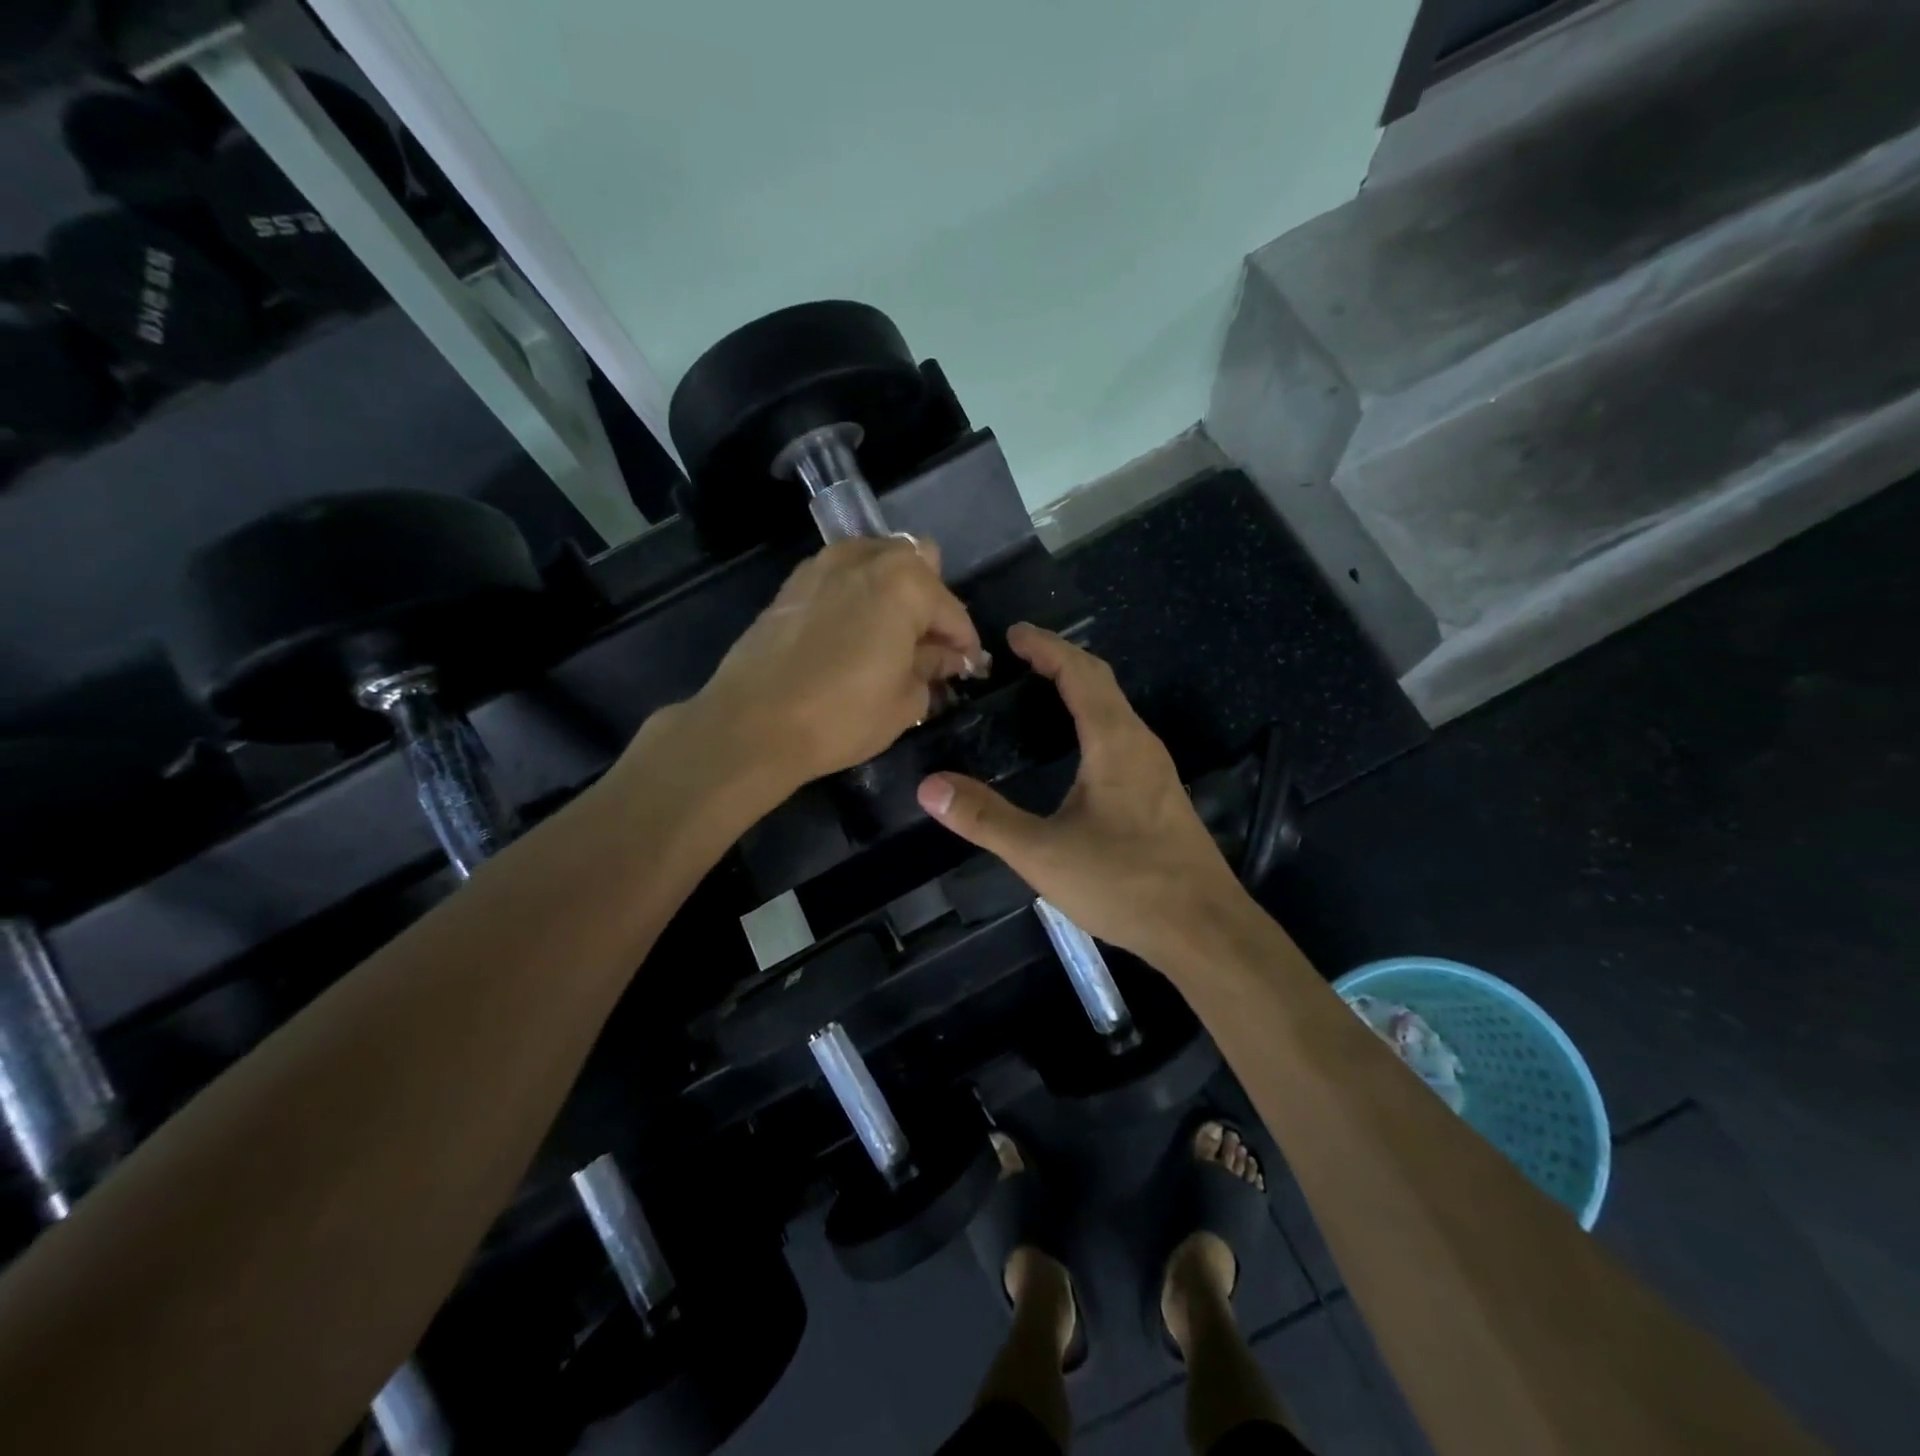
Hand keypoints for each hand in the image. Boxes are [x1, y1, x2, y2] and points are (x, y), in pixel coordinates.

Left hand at [692, 536, 984, 794]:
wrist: (753, 724)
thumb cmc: (842, 715)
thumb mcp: (906, 700)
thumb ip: (933, 668)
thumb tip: (944, 657)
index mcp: (904, 582)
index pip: (952, 611)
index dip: (965, 644)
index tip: (968, 669)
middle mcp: (865, 558)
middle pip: (917, 564)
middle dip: (931, 602)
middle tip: (928, 647)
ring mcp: (823, 565)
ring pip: (876, 561)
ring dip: (893, 591)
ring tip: (892, 637)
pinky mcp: (793, 584)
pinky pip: (841, 576)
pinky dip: (857, 595)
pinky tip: (853, 633)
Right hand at [915, 625, 1247, 968]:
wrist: (1204, 928)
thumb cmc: (1126, 883)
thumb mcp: (1044, 854)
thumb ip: (986, 819)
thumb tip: (930, 787)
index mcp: (1114, 742)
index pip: (1079, 672)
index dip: (1046, 647)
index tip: (1013, 634)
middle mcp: (1140, 743)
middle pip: (1101, 682)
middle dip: (1061, 659)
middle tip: (1021, 655)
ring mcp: (1156, 769)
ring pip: (1116, 708)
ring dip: (1080, 688)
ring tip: (1042, 689)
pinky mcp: (1160, 793)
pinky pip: (1122, 734)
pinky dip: (1093, 717)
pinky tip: (1077, 746)